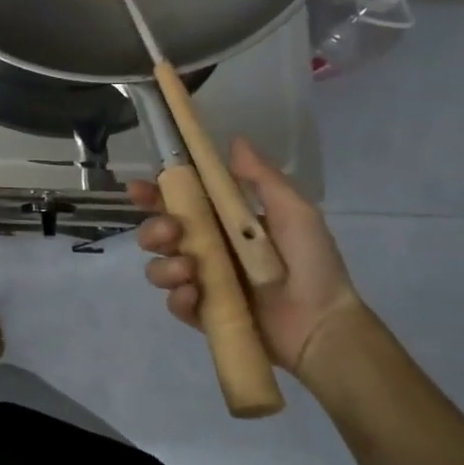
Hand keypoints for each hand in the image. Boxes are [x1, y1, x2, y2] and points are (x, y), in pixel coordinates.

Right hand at [128, 137, 360, 377]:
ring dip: (165, 267)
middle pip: (157, 235)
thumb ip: (262, 178)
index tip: (139, 189)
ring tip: (190, 272)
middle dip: (154, 230)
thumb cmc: (312, 263)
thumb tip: (234, 140)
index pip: (177, 202)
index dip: (153, 194)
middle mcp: (205, 250)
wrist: (324, 324)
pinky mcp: (203, 315)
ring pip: (158, 269)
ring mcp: (201, 284)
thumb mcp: (294, 212)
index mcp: (221, 222)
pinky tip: (195, 295)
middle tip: (172, 233)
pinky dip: (179, 298)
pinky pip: (174, 304)